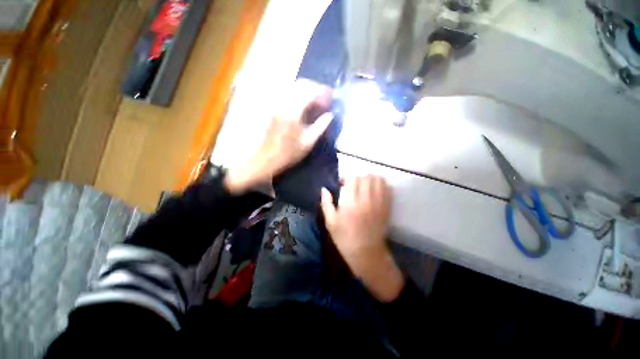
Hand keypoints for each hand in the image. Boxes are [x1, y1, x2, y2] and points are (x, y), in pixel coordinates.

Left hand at [225, 79, 333, 193]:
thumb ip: (320, 126)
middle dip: (316, 88)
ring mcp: (276, 104)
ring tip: (317, 100)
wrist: (265, 159)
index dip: (324, 92)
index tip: (333, 97)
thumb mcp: (308, 143)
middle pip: (302, 84)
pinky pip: (287, 94)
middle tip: (326, 97)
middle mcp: (283, 102)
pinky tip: (304, 104)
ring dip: (307, 90)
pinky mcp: (272, 107)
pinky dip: (299, 95)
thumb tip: (330, 115)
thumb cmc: (287, 154)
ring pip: (293, 87)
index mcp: (293, 111)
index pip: (311, 91)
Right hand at [321, 176, 403, 301]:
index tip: (343, 185)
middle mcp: (366, 201)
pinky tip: (375, 190)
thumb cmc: (345, 238)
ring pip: (378, 180)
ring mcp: (379, 203)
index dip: (347, 178)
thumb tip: (324, 189)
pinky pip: (388, 189)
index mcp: (350, 204)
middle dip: (358, 178)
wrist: (366, 253)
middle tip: (354, 185)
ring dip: (371, 179)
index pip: (353, 179)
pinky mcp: (387, 207)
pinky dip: (382, 185)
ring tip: (365, 186)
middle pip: (366, 177)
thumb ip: (326, 203)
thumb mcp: (330, 222)